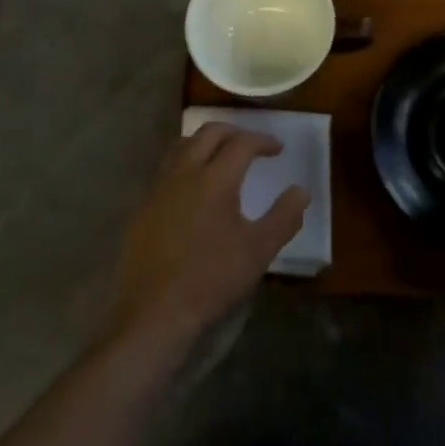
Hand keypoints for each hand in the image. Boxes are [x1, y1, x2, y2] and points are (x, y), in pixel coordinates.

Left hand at [108, 124, 307, 356]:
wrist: (153, 314)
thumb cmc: (211, 279)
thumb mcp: (258, 251)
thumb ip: (284, 216)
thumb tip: (301, 191)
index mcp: (215, 179)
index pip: (242, 143)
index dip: (262, 141)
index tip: (277, 148)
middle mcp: (184, 173)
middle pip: (209, 133)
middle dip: (233, 132)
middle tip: (250, 145)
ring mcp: (158, 189)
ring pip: (182, 146)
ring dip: (205, 142)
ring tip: (220, 157)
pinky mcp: (143, 208)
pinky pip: (165, 170)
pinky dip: (184, 165)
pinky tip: (192, 190)